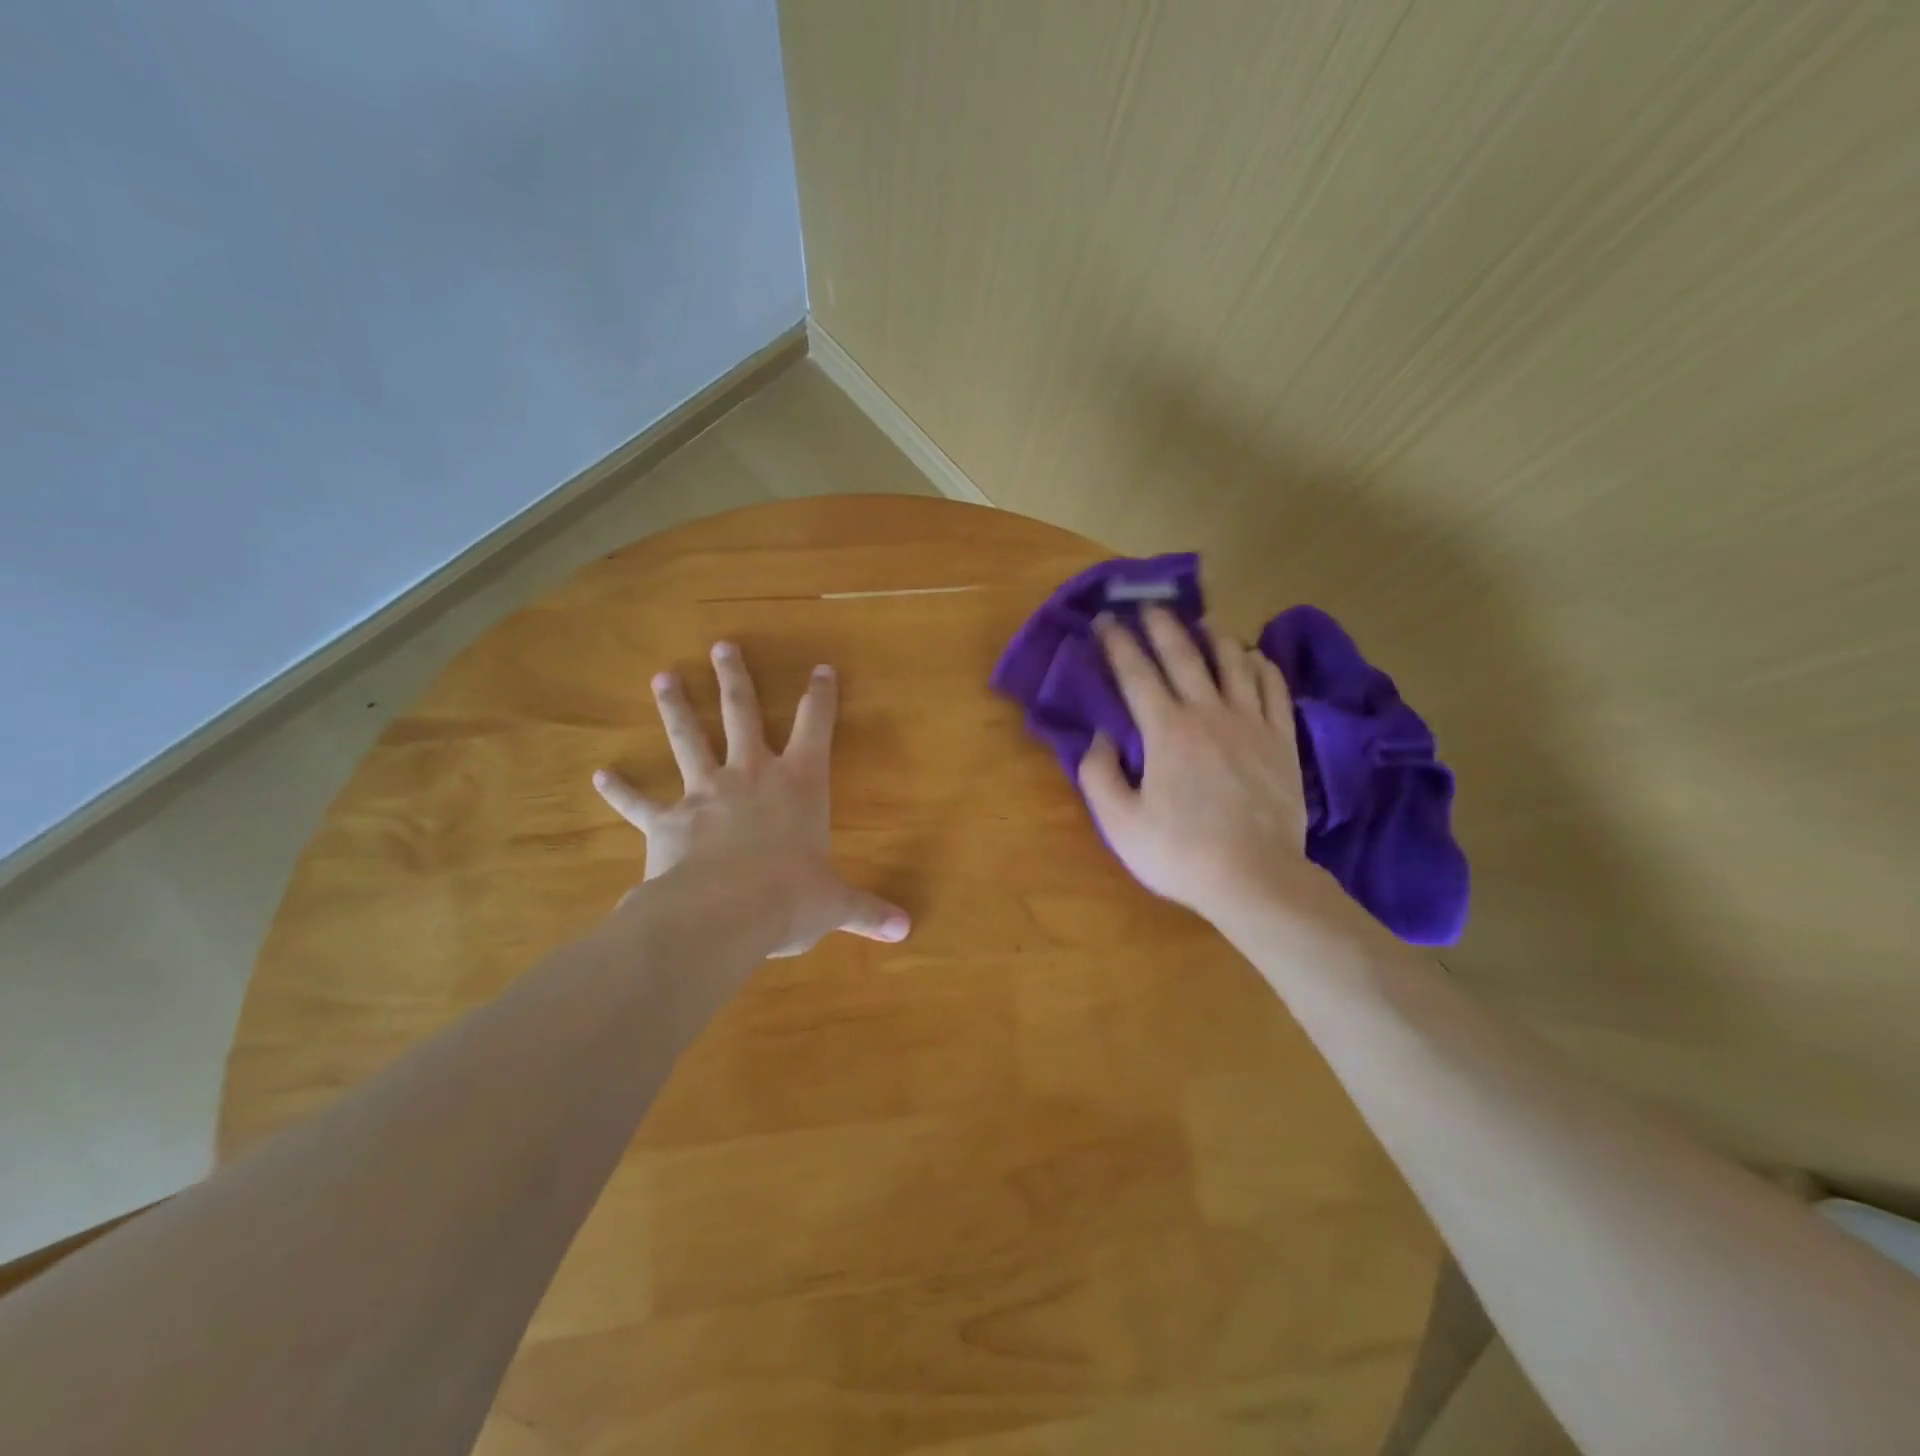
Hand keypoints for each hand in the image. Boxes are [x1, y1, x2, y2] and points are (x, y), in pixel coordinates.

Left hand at [593, 642, 909, 956]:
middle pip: (742, 713)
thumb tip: (906, 930)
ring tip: (663, 677)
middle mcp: (751, 775)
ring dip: (676, 708)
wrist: (722, 914)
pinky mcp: (667, 821)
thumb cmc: (789, 897)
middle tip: (721, 646)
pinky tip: (600, 776)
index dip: (821, 695)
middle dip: (734, 678)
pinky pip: (639, 802)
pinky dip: (620, 790)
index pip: (816, 726)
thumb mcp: (835, 904)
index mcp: (799, 783)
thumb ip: (867, 911)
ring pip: (688, 739)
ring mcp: (705, 792)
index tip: (821, 668)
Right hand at [1079, 606, 1314, 926]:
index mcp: (1166, 730)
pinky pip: (1273, 688)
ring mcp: (1250, 723)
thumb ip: (1098, 773)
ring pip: (1233, 662)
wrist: (1255, 877)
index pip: (1135, 673)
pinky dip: (1261, 665)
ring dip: (1214, 636)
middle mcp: (1208, 713)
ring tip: (1202, 621)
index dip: (1117, 643)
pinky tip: (1254, 657)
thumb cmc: (1180, 852)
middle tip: (1148, 604)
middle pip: (1183, 655)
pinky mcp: (1282, 739)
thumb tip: (1099, 735)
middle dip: (1161, 624)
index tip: (1104, 620)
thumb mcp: (1119, 822)